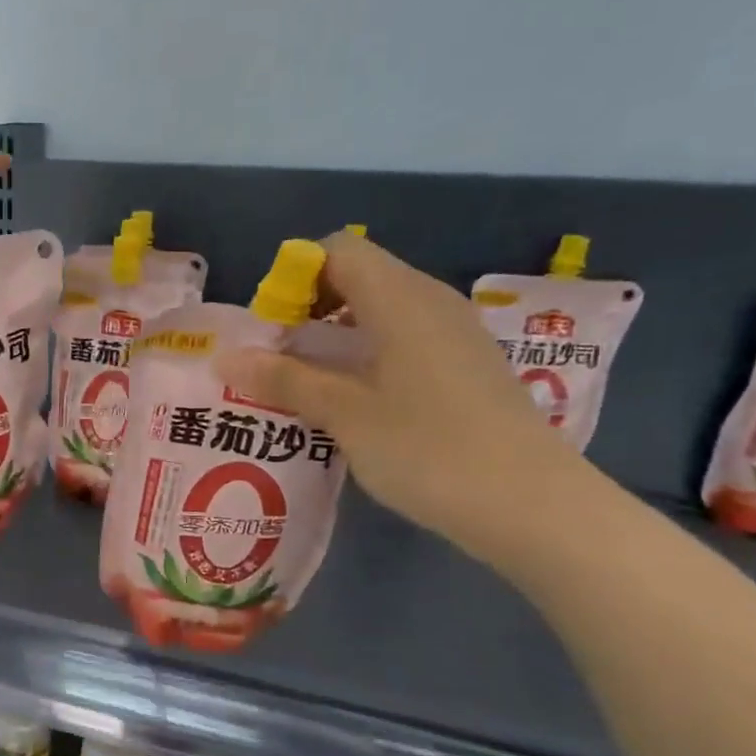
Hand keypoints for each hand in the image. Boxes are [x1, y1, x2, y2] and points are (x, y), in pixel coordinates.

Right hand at [216, 231, 588, 555]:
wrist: (531, 505)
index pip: (338, 250)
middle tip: (277, 357)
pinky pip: (403, 336)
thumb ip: (284, 380)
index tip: (269, 326)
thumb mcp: (344, 415)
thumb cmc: (428, 450)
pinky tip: (352, 398)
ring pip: (381, 308)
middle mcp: (430, 301)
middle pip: (358, 275)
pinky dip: (366, 351)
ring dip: (334, 333)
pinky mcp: (465, 365)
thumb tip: (224, 358)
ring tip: (305, 380)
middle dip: (307, 306)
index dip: (294, 276)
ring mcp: (454, 333)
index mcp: (401, 299)